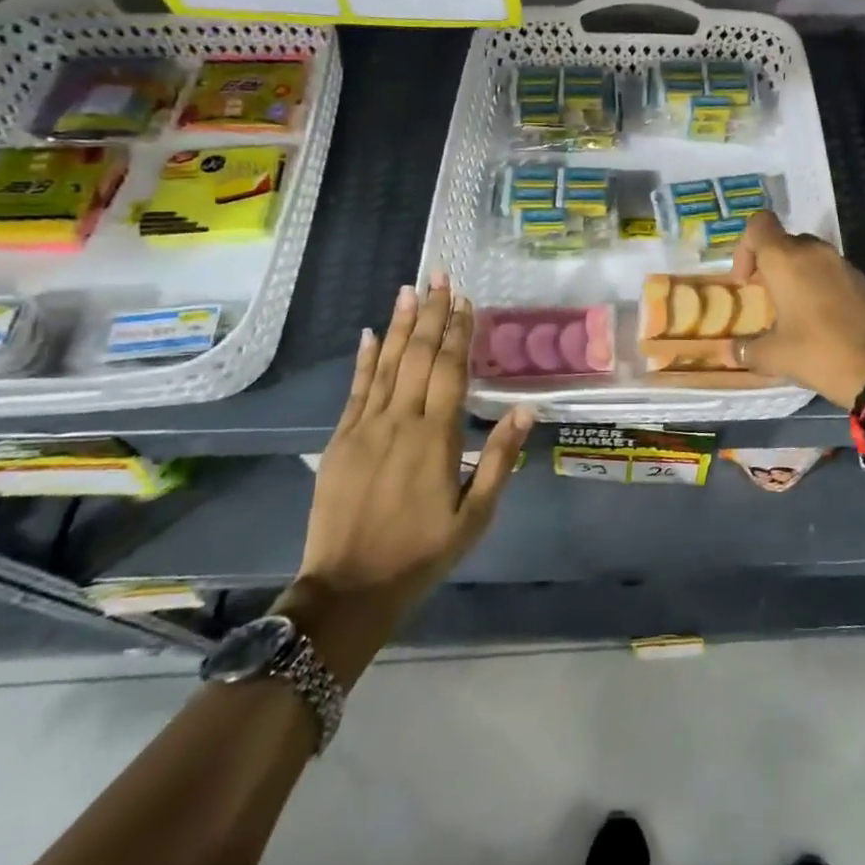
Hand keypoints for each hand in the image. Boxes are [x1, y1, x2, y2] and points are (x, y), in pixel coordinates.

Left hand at [284, 274, 531, 681]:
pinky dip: (364, 359)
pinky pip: (355, 390)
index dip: (458, 331)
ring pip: (386, 364)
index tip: (464, 299)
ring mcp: (364, 428)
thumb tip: (525, 410)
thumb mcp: (475, 516)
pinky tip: (370, 333)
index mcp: (436, 438)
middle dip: (430, 313)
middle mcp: (399, 421)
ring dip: (399, 325)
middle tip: (438, 275)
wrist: (349, 590)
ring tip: (409, 289)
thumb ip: (499, 459)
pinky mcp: (339, 440)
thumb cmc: (422, 553)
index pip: (450, 370)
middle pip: (418, 356)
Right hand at [731, 211, 864, 407]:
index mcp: (786, 260)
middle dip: (771, 265)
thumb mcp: (774, 356)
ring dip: (797, 275)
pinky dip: (821, 286)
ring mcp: (844, 265)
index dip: (745, 246)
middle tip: (767, 298)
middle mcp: (815, 252)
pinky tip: (823, 321)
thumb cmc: (817, 353)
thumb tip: (732, 351)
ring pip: (811, 256)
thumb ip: (747, 349)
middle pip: (785, 241)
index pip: (759, 224)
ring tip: (794, 311)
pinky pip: (833, 273)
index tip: (746, 281)